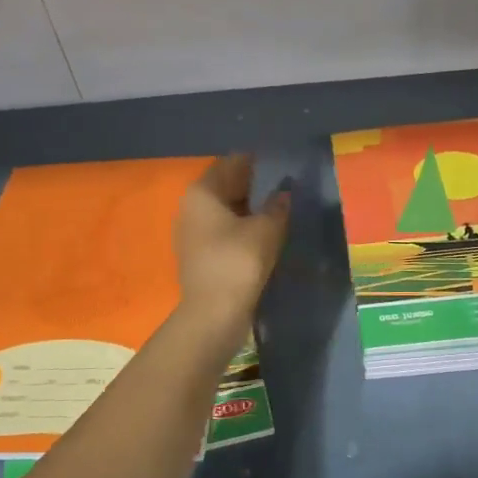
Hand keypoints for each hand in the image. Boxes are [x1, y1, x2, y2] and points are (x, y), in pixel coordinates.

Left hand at [174, 154, 291, 339]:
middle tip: (286, 187)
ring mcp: (191, 233)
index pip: (232, 163)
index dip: (258, 163)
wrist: (213, 314)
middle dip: (254, 186)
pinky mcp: (199, 255)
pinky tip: (264, 234)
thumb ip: (277, 206)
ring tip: (279, 211)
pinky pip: (224, 231)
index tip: (283, 165)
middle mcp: (191, 207)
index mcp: (202, 192)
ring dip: (249, 209)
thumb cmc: (238, 262)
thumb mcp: (266, 229)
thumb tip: (284, 193)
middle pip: (226, 186)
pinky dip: (242, 229)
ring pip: (225, 211)